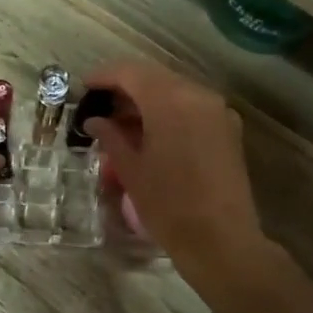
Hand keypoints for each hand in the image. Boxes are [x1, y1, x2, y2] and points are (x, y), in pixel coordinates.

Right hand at [78, 61, 268, 280]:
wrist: (221, 240)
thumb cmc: (168, 205)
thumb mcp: (131, 170)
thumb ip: (111, 137)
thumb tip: (95, 121)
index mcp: (170, 100)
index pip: (130, 72)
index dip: (104, 76)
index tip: (84, 87)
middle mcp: (198, 95)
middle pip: (154, 78)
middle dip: (125, 88)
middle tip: (100, 107)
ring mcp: (217, 111)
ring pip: (174, 92)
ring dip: (147, 101)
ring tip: (121, 125)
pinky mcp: (228, 130)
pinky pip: (191, 109)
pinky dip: (168, 113)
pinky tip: (150, 135)